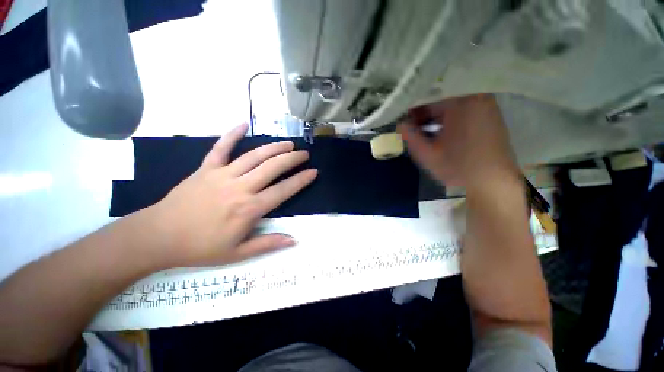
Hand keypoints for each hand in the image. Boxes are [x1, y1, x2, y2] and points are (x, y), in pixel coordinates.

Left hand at [145, 123, 317, 267]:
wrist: (158, 237)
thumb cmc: (200, 248)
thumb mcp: (237, 254)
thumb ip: (268, 244)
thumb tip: (294, 240)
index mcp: (249, 209)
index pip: (283, 190)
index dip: (301, 180)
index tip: (313, 172)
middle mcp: (240, 188)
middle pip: (272, 167)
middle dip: (292, 159)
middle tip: (304, 154)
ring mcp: (222, 175)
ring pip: (254, 156)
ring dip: (274, 148)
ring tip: (288, 143)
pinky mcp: (206, 168)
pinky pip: (221, 148)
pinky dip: (232, 134)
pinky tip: (244, 124)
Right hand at [398, 94, 519, 189]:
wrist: (493, 182)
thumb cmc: (457, 166)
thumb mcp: (426, 153)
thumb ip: (410, 136)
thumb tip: (400, 124)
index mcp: (461, 102)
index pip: (428, 100)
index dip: (412, 112)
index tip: (403, 122)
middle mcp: (477, 98)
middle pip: (441, 102)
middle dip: (424, 116)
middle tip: (412, 130)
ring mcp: (486, 107)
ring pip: (452, 107)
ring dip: (436, 119)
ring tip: (423, 134)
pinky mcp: (491, 117)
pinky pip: (464, 112)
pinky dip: (450, 121)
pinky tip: (441, 135)